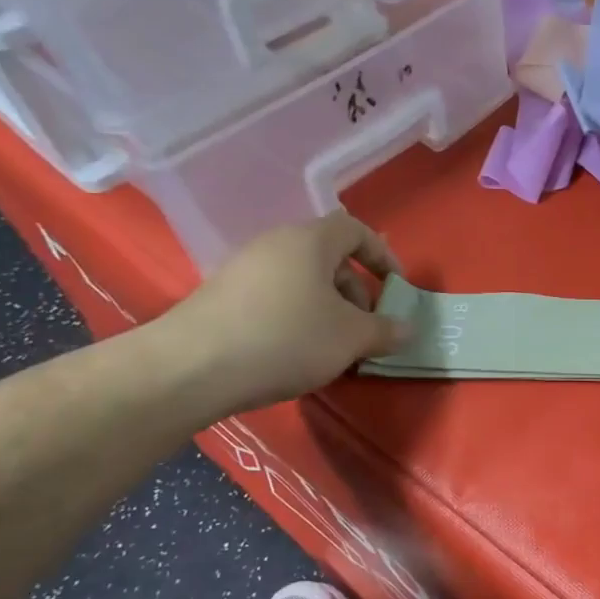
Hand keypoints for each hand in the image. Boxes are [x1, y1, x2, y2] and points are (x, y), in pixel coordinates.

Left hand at [158, 214, 406, 412]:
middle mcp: (275, 244)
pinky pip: (275, 298)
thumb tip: (407, 329)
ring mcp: (243, 268)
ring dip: (328, 309)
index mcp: (310, 240)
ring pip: (302, 281)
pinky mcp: (221, 296)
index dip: (383, 256)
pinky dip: (297, 318)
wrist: (192, 367)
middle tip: (366, 329)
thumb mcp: (351, 338)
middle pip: (329, 258)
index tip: (396, 288)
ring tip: (334, 348)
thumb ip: (386, 330)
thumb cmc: (287, 339)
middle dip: (356, 292)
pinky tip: (296, 354)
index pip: (356, 230)